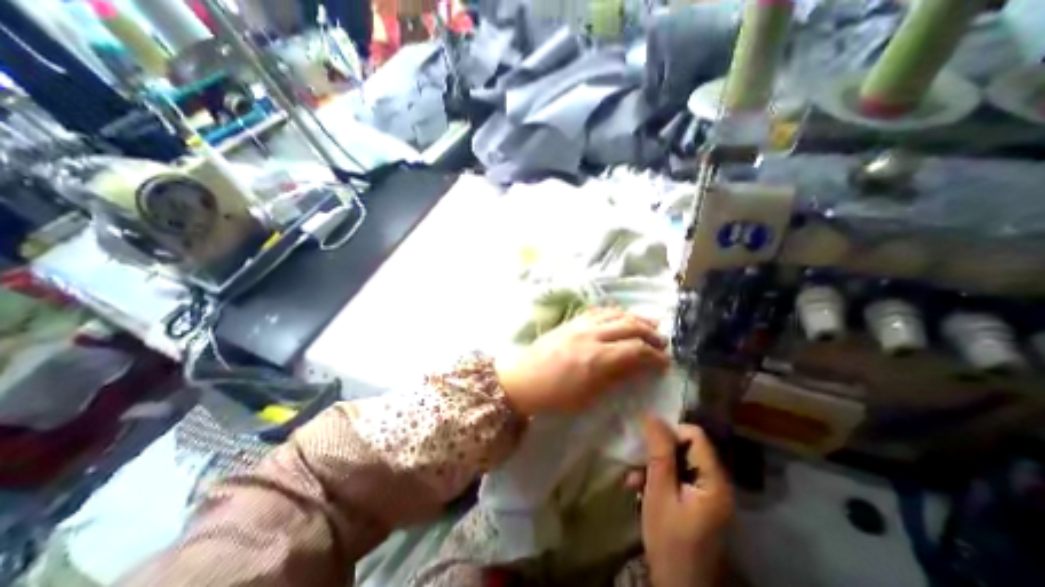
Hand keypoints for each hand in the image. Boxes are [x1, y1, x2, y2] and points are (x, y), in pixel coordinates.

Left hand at [495, 307, 668, 416]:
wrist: (523, 380)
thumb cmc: (556, 396)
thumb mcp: (590, 396)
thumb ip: (616, 377)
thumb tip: (639, 367)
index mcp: (597, 358)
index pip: (636, 350)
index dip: (655, 356)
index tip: (665, 362)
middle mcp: (591, 335)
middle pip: (630, 326)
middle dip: (651, 334)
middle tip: (662, 343)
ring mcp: (580, 324)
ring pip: (616, 314)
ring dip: (636, 319)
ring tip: (650, 325)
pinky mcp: (571, 321)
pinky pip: (599, 311)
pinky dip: (616, 313)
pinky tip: (622, 317)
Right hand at [641, 416, 729, 585]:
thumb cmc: (668, 540)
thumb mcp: (659, 492)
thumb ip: (659, 453)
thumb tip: (652, 416)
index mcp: (714, 481)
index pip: (695, 435)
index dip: (670, 434)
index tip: (649, 445)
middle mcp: (717, 484)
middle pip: (687, 448)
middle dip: (659, 452)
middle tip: (638, 463)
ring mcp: (708, 495)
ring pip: (680, 462)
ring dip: (655, 466)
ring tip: (634, 479)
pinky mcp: (699, 503)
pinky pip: (679, 477)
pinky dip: (660, 479)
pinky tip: (641, 488)